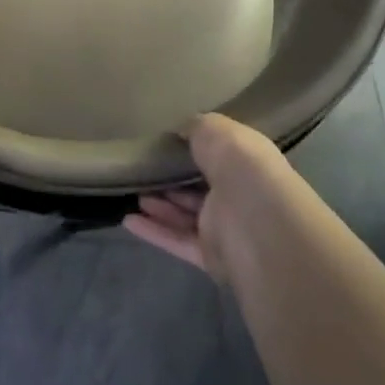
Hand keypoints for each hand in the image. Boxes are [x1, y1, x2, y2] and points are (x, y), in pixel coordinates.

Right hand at [125, 114, 289, 277]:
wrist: (256, 222)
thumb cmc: (240, 166)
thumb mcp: (215, 129)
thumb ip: (195, 128)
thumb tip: (181, 131)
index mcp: (246, 163)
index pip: (220, 156)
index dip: (195, 151)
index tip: (166, 144)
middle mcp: (238, 195)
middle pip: (201, 188)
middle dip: (174, 180)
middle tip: (143, 170)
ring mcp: (226, 228)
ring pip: (187, 216)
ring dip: (160, 206)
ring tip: (133, 192)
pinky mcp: (211, 256)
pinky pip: (177, 241)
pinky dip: (153, 231)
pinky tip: (127, 220)